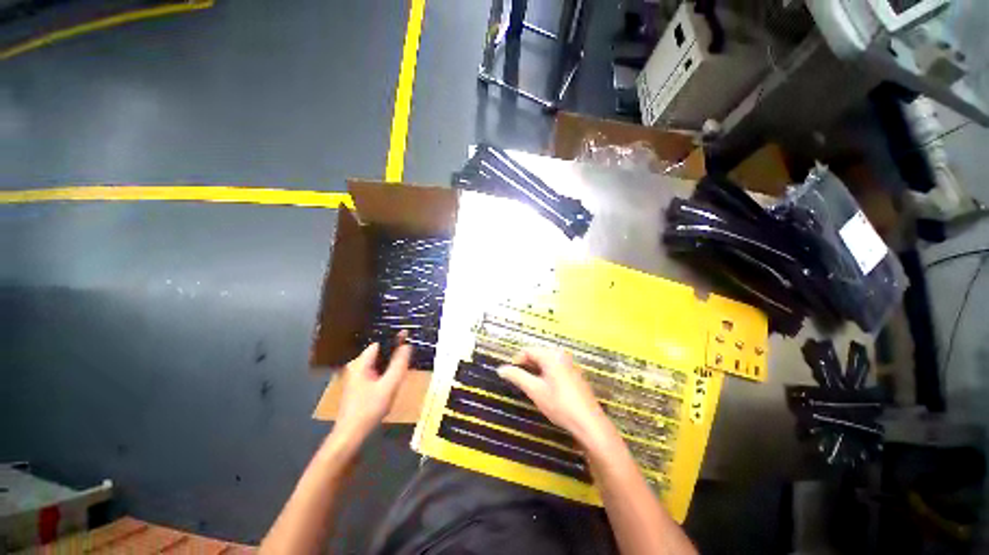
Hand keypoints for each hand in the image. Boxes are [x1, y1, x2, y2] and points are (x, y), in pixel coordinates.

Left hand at [332, 334, 411, 444]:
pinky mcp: (359, 388)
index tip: (409, 335)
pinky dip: (386, 373)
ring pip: (378, 364)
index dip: (394, 339)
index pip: (379, 343)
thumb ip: (399, 364)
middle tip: (410, 352)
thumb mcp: (389, 385)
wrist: (350, 436)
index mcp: (360, 364)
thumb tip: (407, 345)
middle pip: (379, 353)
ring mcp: (356, 378)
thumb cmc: (369, 409)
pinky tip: (395, 379)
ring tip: (406, 363)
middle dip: (394, 352)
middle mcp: (356, 367)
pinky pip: (376, 373)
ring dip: (391, 363)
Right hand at [497, 348, 617, 449]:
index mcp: (552, 355)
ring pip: (546, 362)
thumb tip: (501, 369)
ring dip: (536, 371)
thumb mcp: (535, 390)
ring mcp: (570, 364)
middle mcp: (562, 355)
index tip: (510, 374)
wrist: (589, 423)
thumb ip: (517, 377)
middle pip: (538, 355)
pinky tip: (546, 389)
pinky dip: (546, 375)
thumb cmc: (560, 404)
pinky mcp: (575, 375)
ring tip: (531, 386)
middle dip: (527, 366)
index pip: (528, 350)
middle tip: (519, 381)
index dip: (516, 360)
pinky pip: (555, 368)